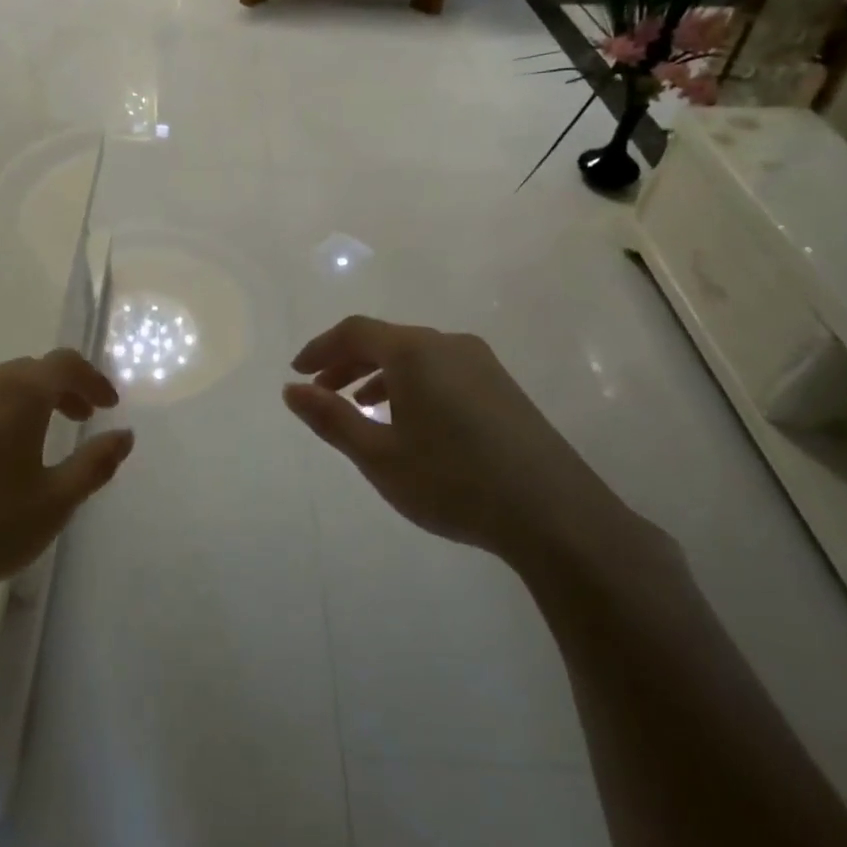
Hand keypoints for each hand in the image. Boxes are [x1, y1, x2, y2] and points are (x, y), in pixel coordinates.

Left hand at [0, 350, 134, 629]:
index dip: (92, 379)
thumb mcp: (54, 502)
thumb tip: (124, 435)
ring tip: (36, 440)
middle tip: (79, 418)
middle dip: (61, 389)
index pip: (64, 364)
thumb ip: (95, 464)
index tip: (107, 406)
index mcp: (16, 395)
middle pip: (28, 371)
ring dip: (24, 402)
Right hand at [283, 315, 628, 569]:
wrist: (555, 515)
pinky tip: (411, 422)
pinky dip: (411, 385)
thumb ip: (331, 418)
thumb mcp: (378, 455)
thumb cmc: (453, 481)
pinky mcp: (503, 388)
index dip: (320, 347)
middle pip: (386, 340)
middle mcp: (448, 345)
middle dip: (347, 362)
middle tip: (322, 392)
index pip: (355, 331)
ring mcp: (482, 364)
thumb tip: (291, 390)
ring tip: (361, 408)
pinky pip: (442, 370)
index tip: (298, 372)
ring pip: (416, 356)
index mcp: (415, 351)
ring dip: (379, 375)